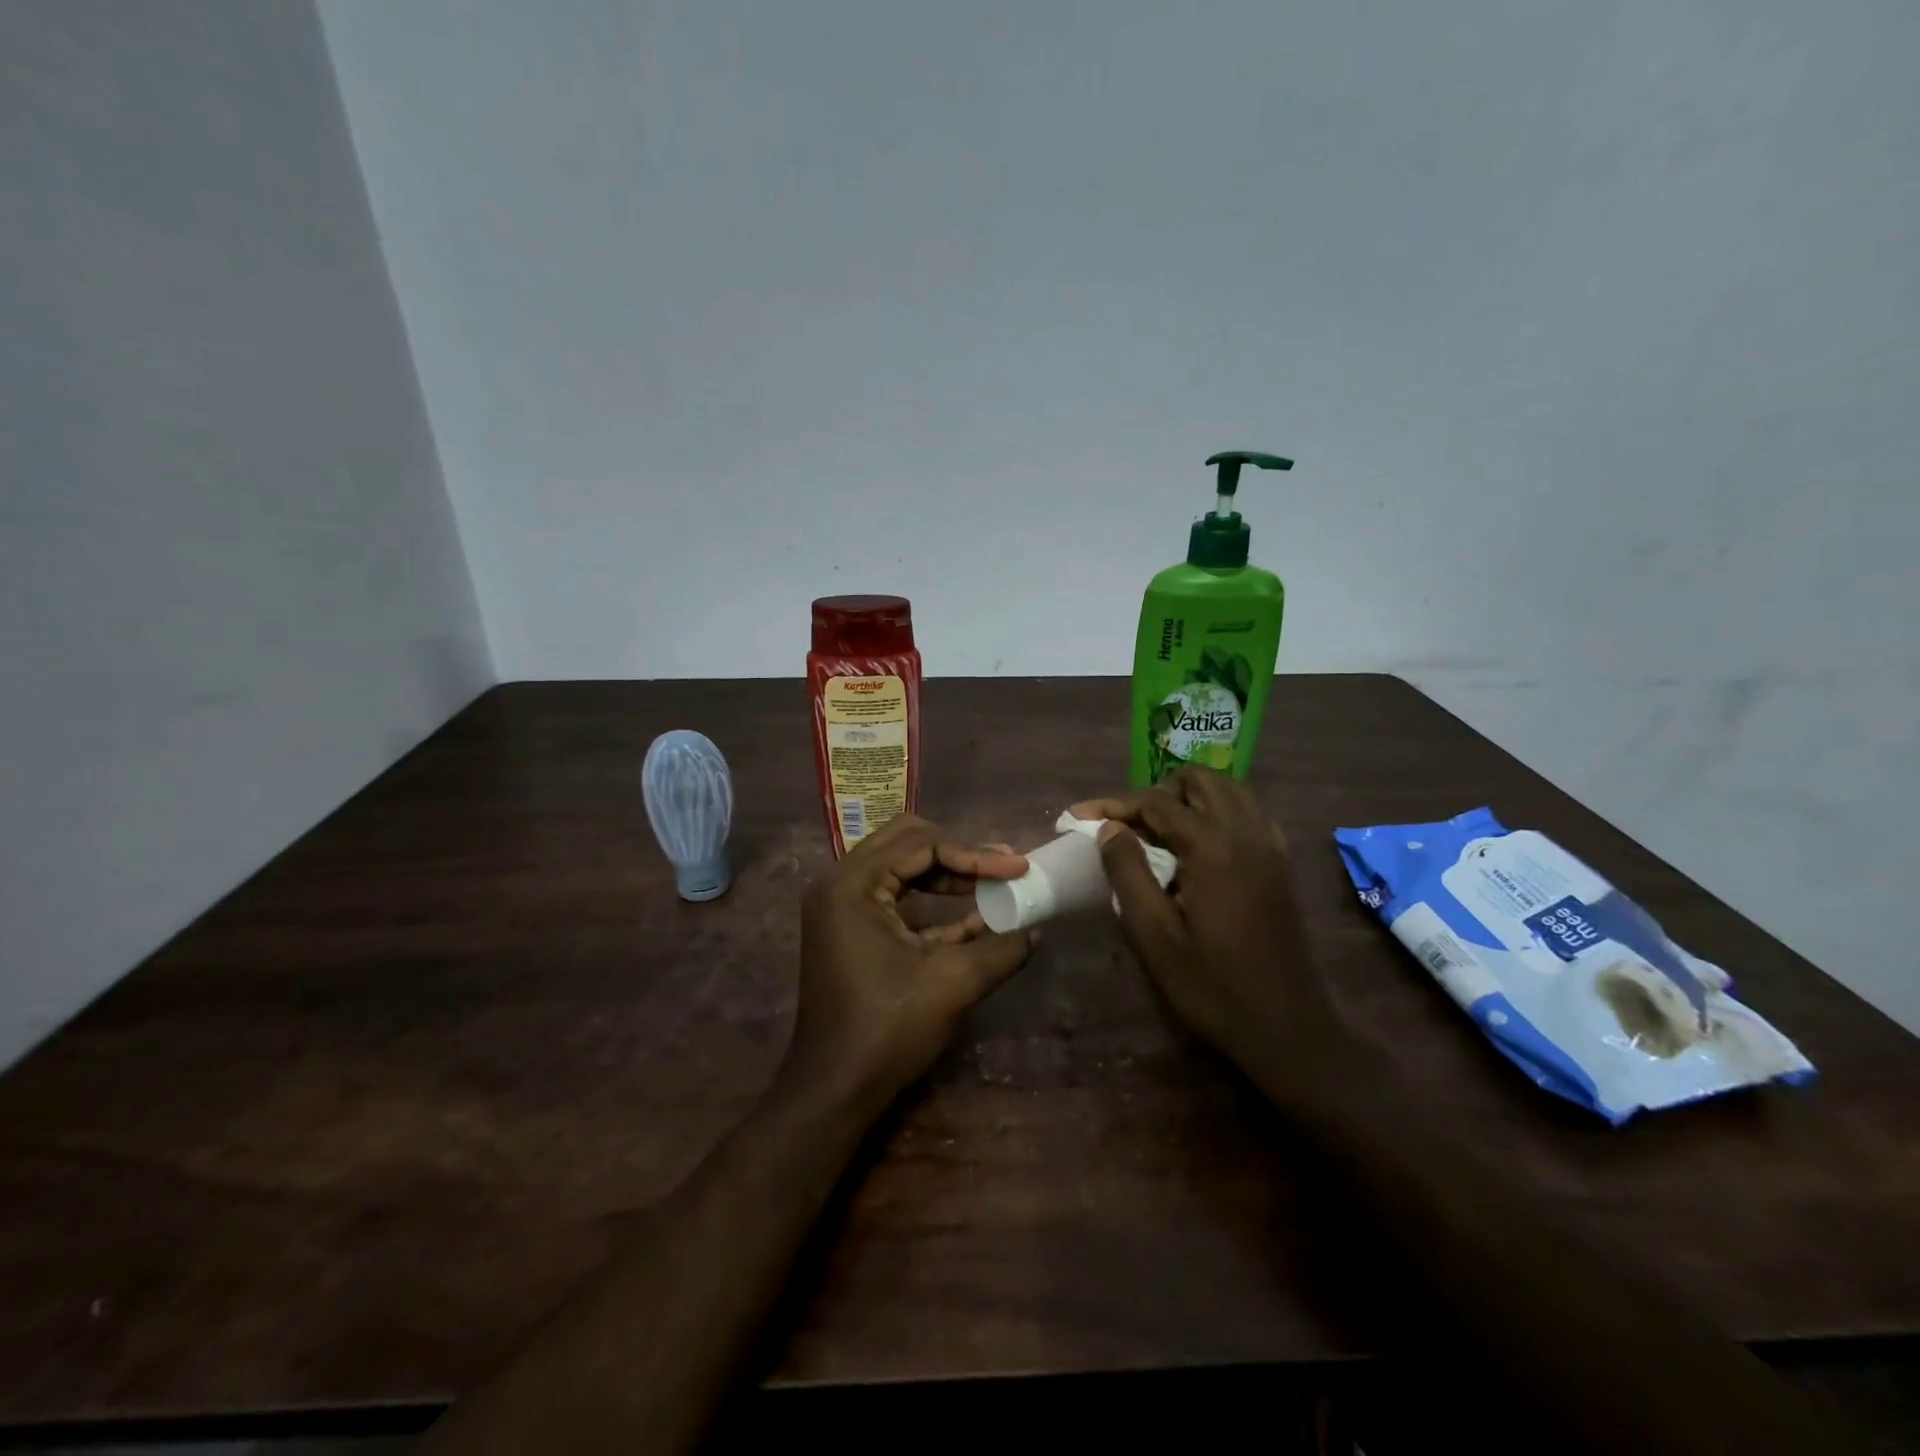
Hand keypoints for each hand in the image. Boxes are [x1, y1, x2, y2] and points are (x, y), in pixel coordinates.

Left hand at [787, 814, 1035, 1115]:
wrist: (834, 1090)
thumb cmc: (888, 1030)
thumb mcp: (954, 983)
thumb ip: (1001, 948)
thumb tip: (1039, 929)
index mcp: (853, 884)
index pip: (923, 844)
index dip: (976, 854)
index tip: (1018, 867)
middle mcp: (840, 883)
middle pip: (907, 841)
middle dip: (960, 852)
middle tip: (1003, 867)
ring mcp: (840, 906)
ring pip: (901, 867)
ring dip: (948, 874)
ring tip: (994, 884)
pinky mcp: (849, 928)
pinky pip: (894, 897)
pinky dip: (931, 902)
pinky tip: (974, 917)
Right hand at [1071, 768, 1352, 1109]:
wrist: (1287, 1029)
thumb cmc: (1212, 988)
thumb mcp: (1154, 936)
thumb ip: (1128, 873)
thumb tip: (1109, 829)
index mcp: (1214, 849)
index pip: (1156, 803)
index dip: (1113, 805)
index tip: (1078, 815)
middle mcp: (1247, 834)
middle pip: (1200, 780)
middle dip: (1157, 792)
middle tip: (1127, 825)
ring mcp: (1271, 847)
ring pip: (1229, 790)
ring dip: (1190, 797)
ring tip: (1159, 831)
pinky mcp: (1281, 864)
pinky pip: (1249, 813)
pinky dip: (1219, 812)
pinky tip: (1199, 845)